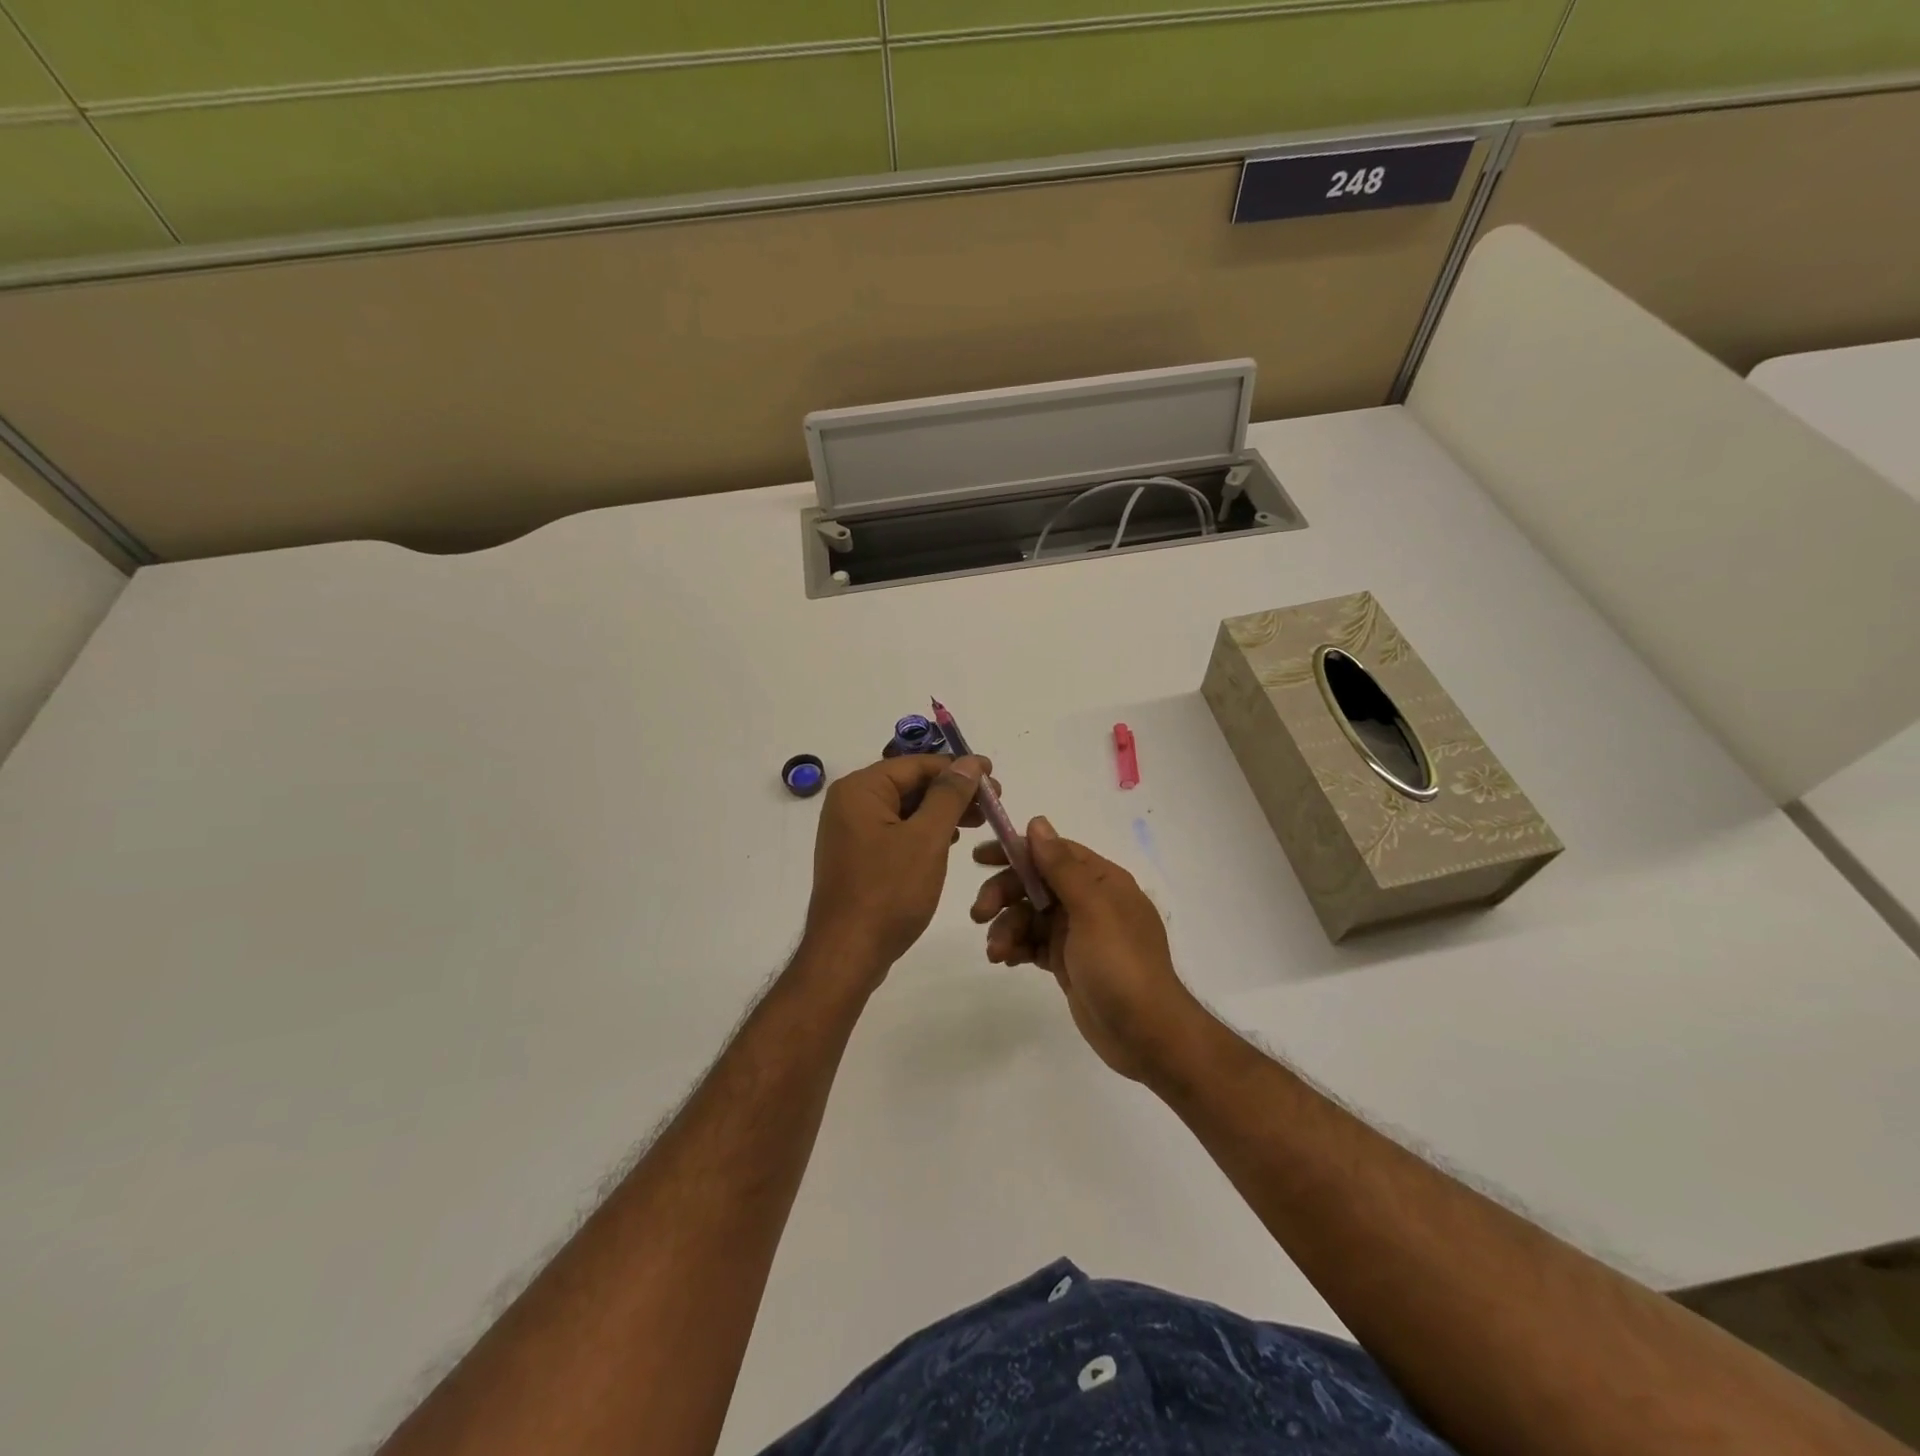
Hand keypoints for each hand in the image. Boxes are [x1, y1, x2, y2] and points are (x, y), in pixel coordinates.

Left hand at [804, 755, 995, 981]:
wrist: (847, 954)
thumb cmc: (888, 892)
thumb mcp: (927, 839)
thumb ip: (949, 795)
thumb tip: (969, 762)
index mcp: (860, 790)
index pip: (917, 764)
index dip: (959, 768)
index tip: (995, 777)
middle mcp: (850, 803)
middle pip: (910, 783)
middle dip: (953, 791)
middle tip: (993, 802)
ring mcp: (851, 831)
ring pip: (905, 808)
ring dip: (942, 811)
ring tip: (980, 821)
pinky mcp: (858, 856)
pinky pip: (896, 831)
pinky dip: (924, 831)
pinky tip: (951, 841)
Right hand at [971, 818, 1210, 1081]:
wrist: (1147, 1035)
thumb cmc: (1121, 965)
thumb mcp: (1092, 910)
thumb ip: (1061, 867)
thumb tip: (1037, 823)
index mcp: (1101, 880)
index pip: (1053, 852)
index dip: (1016, 851)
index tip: (980, 858)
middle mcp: (1089, 901)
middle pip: (1035, 883)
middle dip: (1004, 894)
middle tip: (978, 913)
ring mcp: (1077, 933)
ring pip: (1029, 916)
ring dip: (1007, 927)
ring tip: (996, 952)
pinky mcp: (1067, 962)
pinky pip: (1033, 943)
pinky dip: (1017, 947)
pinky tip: (1004, 960)